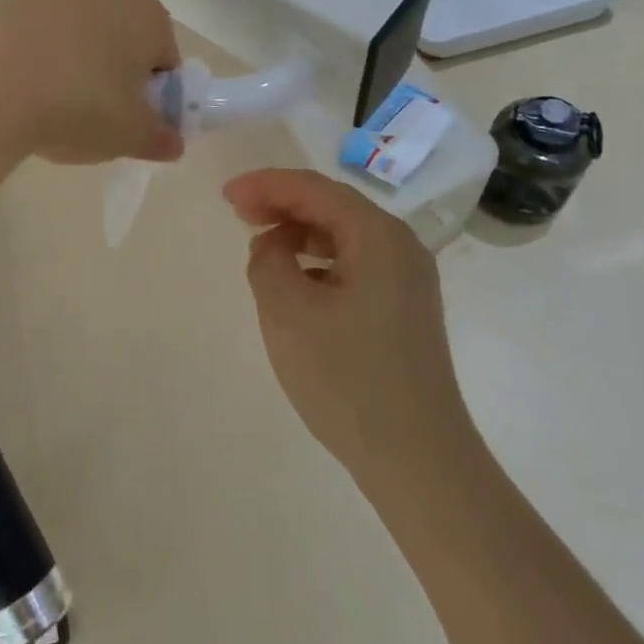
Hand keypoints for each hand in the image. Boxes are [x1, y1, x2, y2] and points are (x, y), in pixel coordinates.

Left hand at [0, 0, 183, 165]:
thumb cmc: (79, 106)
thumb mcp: (131, 135)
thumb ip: (160, 138)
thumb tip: (173, 143)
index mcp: (146, 15)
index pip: (166, 58)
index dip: (156, 96)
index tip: (135, 123)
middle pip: (122, 44)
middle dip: (116, 79)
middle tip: (98, 120)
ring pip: (79, 41)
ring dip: (76, 71)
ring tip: (54, 112)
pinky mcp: (12, 7)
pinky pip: (40, 42)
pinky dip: (40, 65)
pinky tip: (23, 97)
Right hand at [223, 168, 469, 482]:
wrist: (417, 459)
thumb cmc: (347, 378)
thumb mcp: (288, 312)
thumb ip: (268, 261)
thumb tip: (273, 245)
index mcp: (378, 236)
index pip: (314, 189)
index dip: (265, 184)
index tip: (225, 195)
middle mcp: (401, 246)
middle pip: (333, 205)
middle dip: (282, 203)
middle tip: (238, 212)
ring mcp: (408, 279)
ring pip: (345, 234)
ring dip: (300, 231)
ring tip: (261, 242)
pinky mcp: (404, 309)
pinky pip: (355, 263)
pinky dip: (319, 259)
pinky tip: (296, 279)